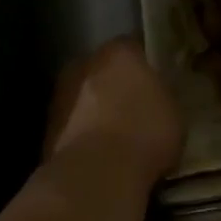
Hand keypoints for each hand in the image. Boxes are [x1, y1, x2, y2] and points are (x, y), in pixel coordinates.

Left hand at [44, 39, 184, 180]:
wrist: (96, 173)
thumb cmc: (145, 133)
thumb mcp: (173, 111)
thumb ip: (161, 94)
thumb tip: (155, 95)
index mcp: (119, 52)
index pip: (133, 47)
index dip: (143, 64)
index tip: (153, 80)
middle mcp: (85, 64)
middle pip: (102, 68)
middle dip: (114, 83)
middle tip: (133, 105)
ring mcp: (61, 94)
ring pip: (83, 95)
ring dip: (94, 108)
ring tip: (115, 134)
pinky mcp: (46, 127)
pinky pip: (72, 123)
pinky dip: (82, 132)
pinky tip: (99, 153)